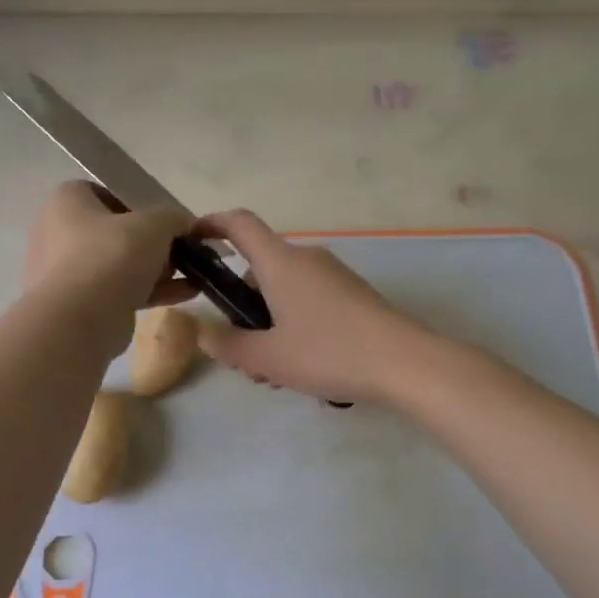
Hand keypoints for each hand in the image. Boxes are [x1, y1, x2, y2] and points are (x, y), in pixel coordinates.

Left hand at [23, 182, 194, 352]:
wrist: (80, 320)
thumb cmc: (111, 255)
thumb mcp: (154, 225)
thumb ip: (173, 218)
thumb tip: (185, 225)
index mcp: (67, 201)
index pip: (107, 193)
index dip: (140, 205)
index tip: (165, 221)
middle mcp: (59, 232)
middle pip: (117, 232)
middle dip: (154, 244)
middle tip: (182, 250)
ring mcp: (66, 272)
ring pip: (120, 265)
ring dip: (157, 270)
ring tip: (194, 274)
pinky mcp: (79, 305)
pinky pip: (119, 291)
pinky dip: (150, 291)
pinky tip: (186, 294)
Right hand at [191, 209, 433, 403]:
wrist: (405, 363)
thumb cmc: (328, 352)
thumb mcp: (268, 358)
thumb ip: (227, 345)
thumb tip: (202, 333)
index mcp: (280, 263)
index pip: (239, 224)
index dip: (211, 224)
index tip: (193, 240)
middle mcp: (307, 259)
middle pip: (260, 271)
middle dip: (242, 309)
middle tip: (240, 354)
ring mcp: (334, 276)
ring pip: (285, 293)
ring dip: (269, 326)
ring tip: (273, 373)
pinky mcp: (353, 296)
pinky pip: (310, 303)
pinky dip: (294, 327)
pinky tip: (304, 368)